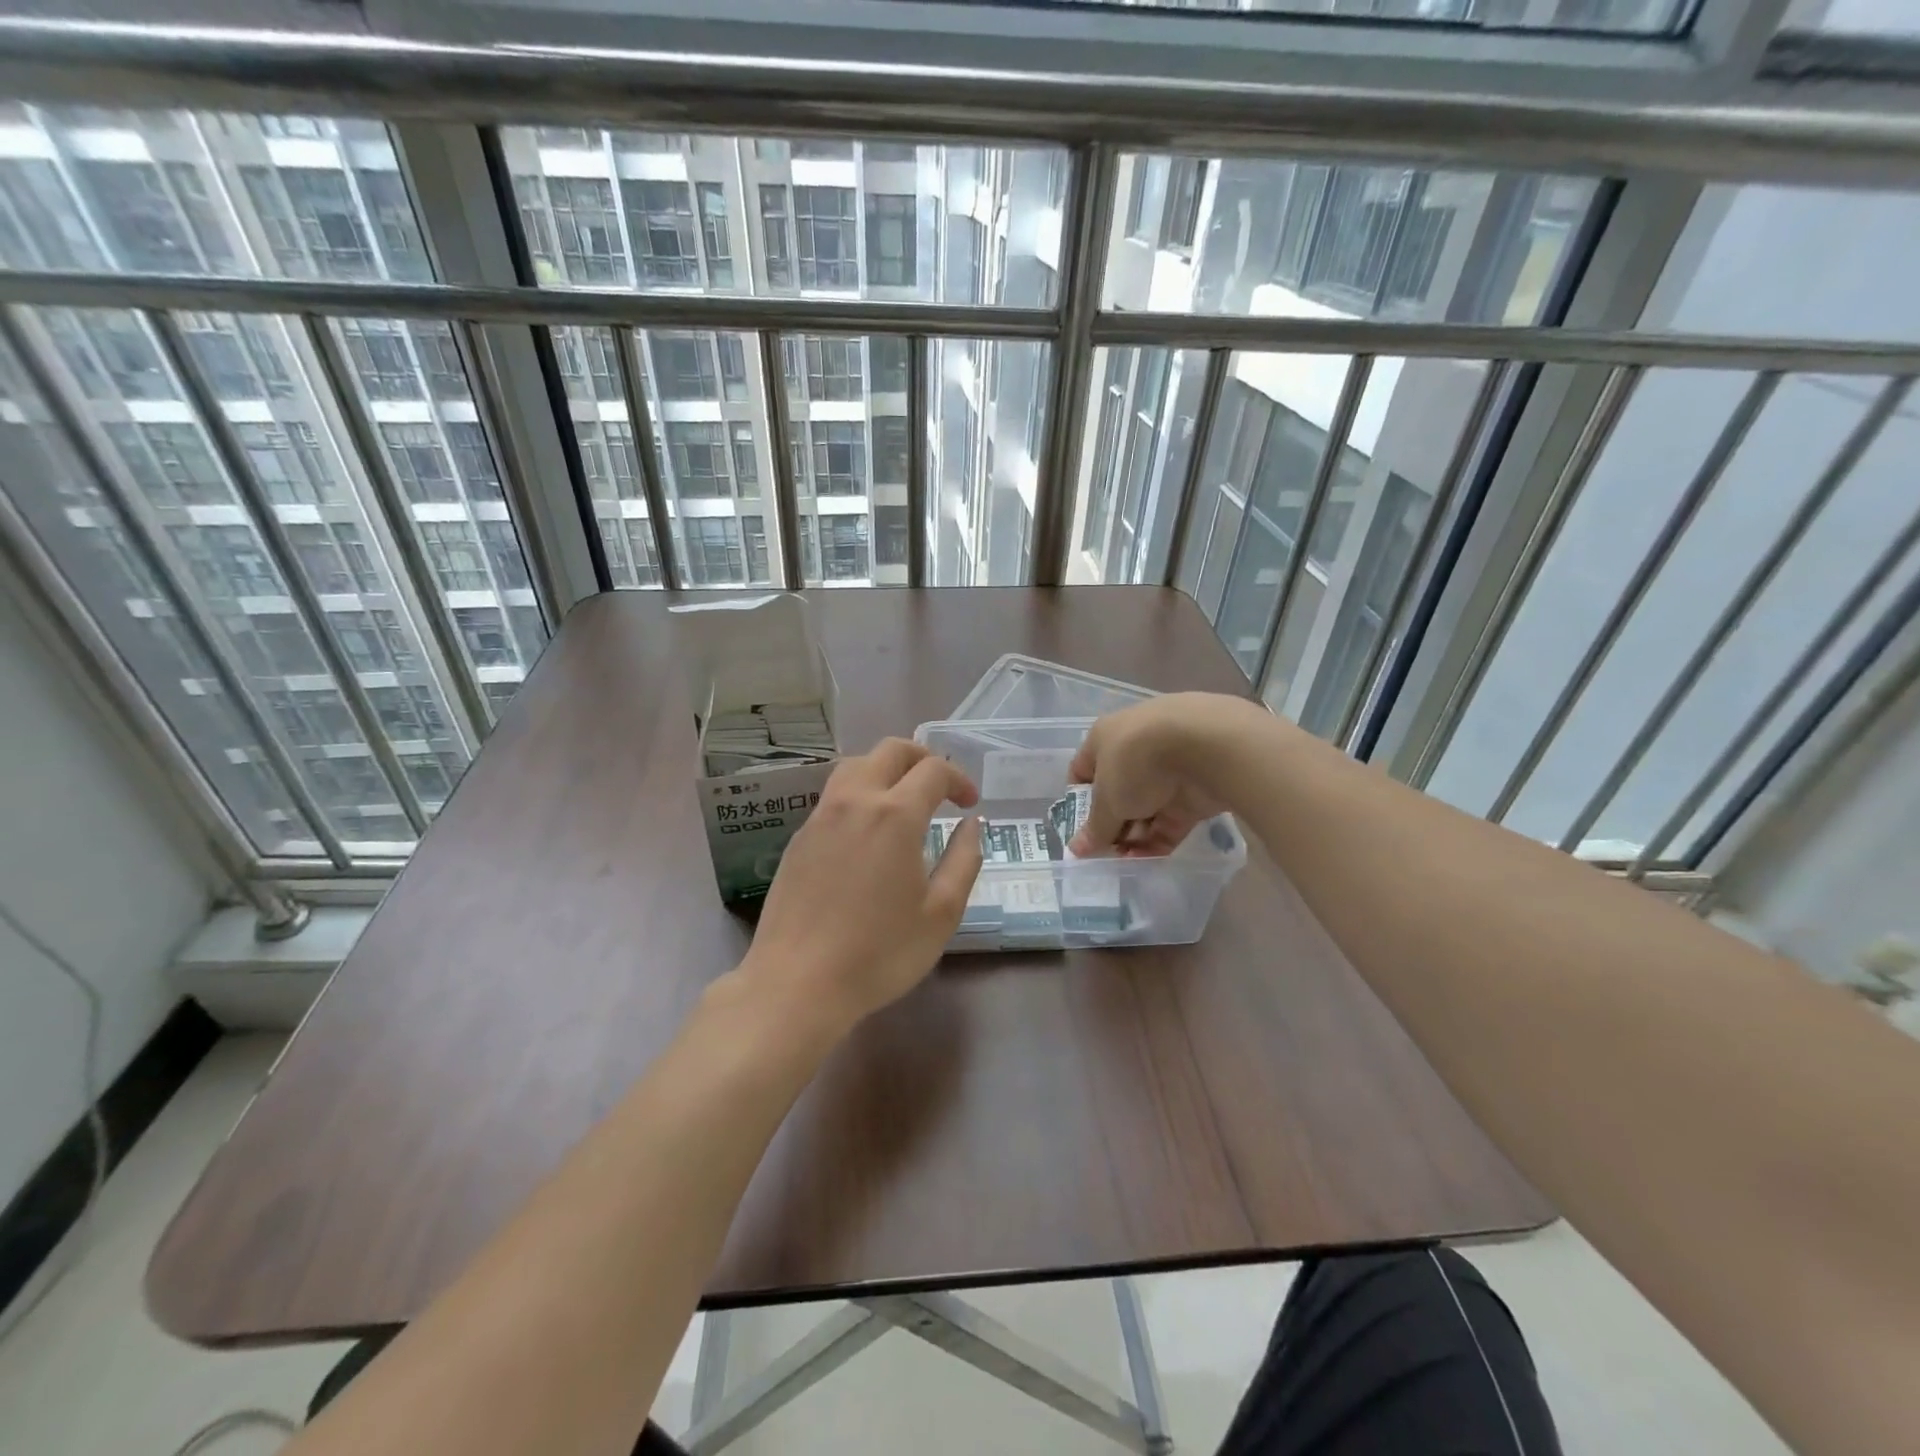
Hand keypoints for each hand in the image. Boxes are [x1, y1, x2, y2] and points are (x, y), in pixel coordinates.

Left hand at [741, 738, 982, 1031]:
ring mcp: (820, 817)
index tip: (970, 804)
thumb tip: (972, 824)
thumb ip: (964, 860)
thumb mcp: (940, 913)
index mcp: (895, 815)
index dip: (959, 779)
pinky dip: (860, 794)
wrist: (797, 983)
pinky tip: (867, 832)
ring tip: (903, 800)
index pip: (933, 770)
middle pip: (890, 750)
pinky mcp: (798, 838)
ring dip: (886, 769)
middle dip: (922, 758)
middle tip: (941, 786)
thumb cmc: (879, 953)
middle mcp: (855, 801)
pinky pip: (834, 796)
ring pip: (855, 766)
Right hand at [1068, 693, 1263, 855]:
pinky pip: (1171, 819)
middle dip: (1110, 824)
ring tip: (1124, 862)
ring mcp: (1168, 769)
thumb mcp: (1107, 800)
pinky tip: (1146, 860)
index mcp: (1106, 738)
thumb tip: (1076, 850)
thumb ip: (1094, 828)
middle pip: (1117, 793)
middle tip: (1103, 853)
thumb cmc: (1136, 763)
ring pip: (1145, 808)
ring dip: (1134, 836)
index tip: (1079, 828)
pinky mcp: (1195, 790)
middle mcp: (1135, 749)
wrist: (1205, 746)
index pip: (1083, 770)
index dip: (1078, 801)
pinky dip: (1159, 839)